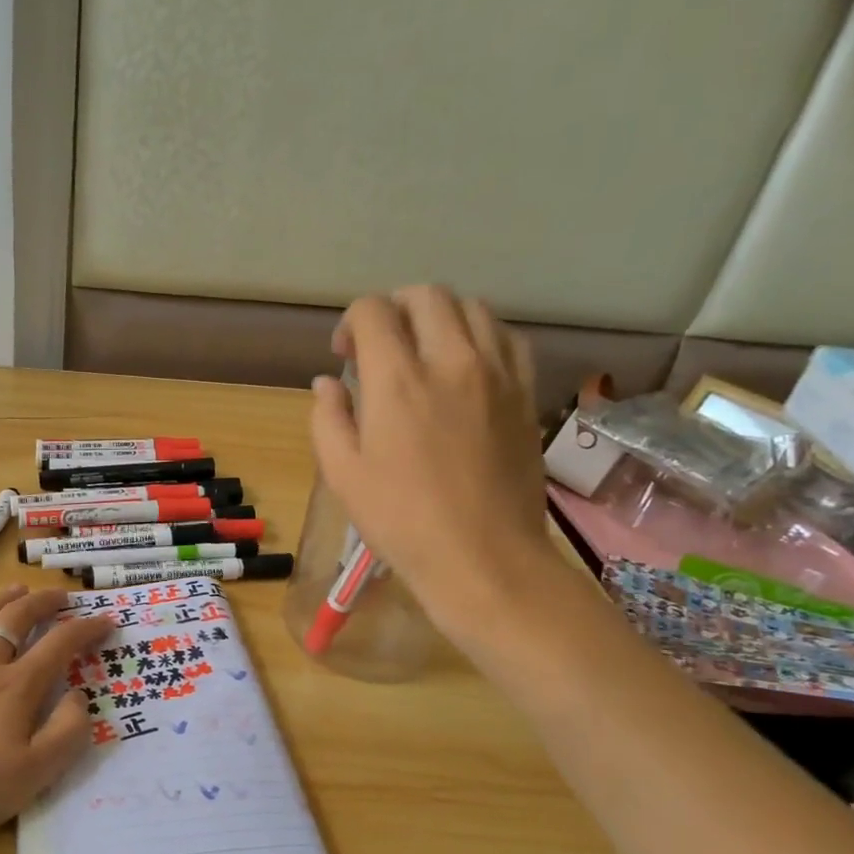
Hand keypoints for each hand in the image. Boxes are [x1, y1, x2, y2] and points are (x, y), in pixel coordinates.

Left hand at [0, 585, 115, 853]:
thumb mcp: (35, 774)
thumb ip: (67, 732)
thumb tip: (78, 695)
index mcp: (16, 686)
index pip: (60, 643)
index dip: (87, 628)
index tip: (107, 621)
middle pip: (16, 618)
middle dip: (44, 601)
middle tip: (62, 596)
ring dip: (2, 601)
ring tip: (17, 590)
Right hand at [310, 287, 551, 639]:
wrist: (483, 558)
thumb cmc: (401, 521)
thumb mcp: (342, 474)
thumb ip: (328, 418)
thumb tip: (328, 382)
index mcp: (397, 380)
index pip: (374, 311)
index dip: (352, 322)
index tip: (345, 355)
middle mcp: (451, 360)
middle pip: (426, 296)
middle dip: (394, 308)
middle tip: (381, 346)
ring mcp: (496, 373)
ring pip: (472, 307)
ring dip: (439, 316)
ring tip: (425, 350)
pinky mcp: (525, 393)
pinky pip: (507, 337)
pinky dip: (481, 334)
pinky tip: (467, 364)